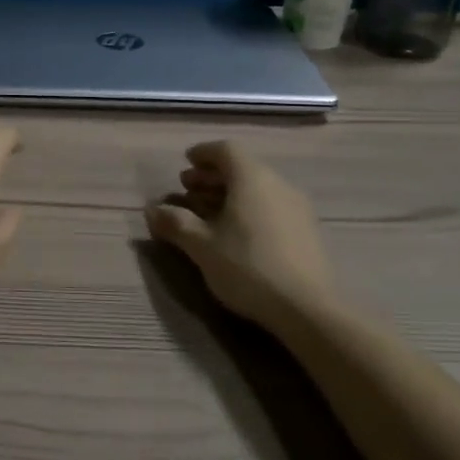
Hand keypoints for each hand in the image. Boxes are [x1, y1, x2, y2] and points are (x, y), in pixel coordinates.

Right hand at [145, 140, 335, 328]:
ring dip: (229, 194)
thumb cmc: (247, 267)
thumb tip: (152, 209)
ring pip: (257, 189)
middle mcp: (278, 184)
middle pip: (242, 168)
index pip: (226, 150)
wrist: (307, 309)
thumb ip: (176, 223)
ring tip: (207, 213)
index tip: (186, 162)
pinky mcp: (307, 231)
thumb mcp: (201, 246)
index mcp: (252, 179)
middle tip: (188, 190)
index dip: (203, 153)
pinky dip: (248, 209)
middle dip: (212, 176)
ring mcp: (297, 208)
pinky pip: (271, 206)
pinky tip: (235, 233)